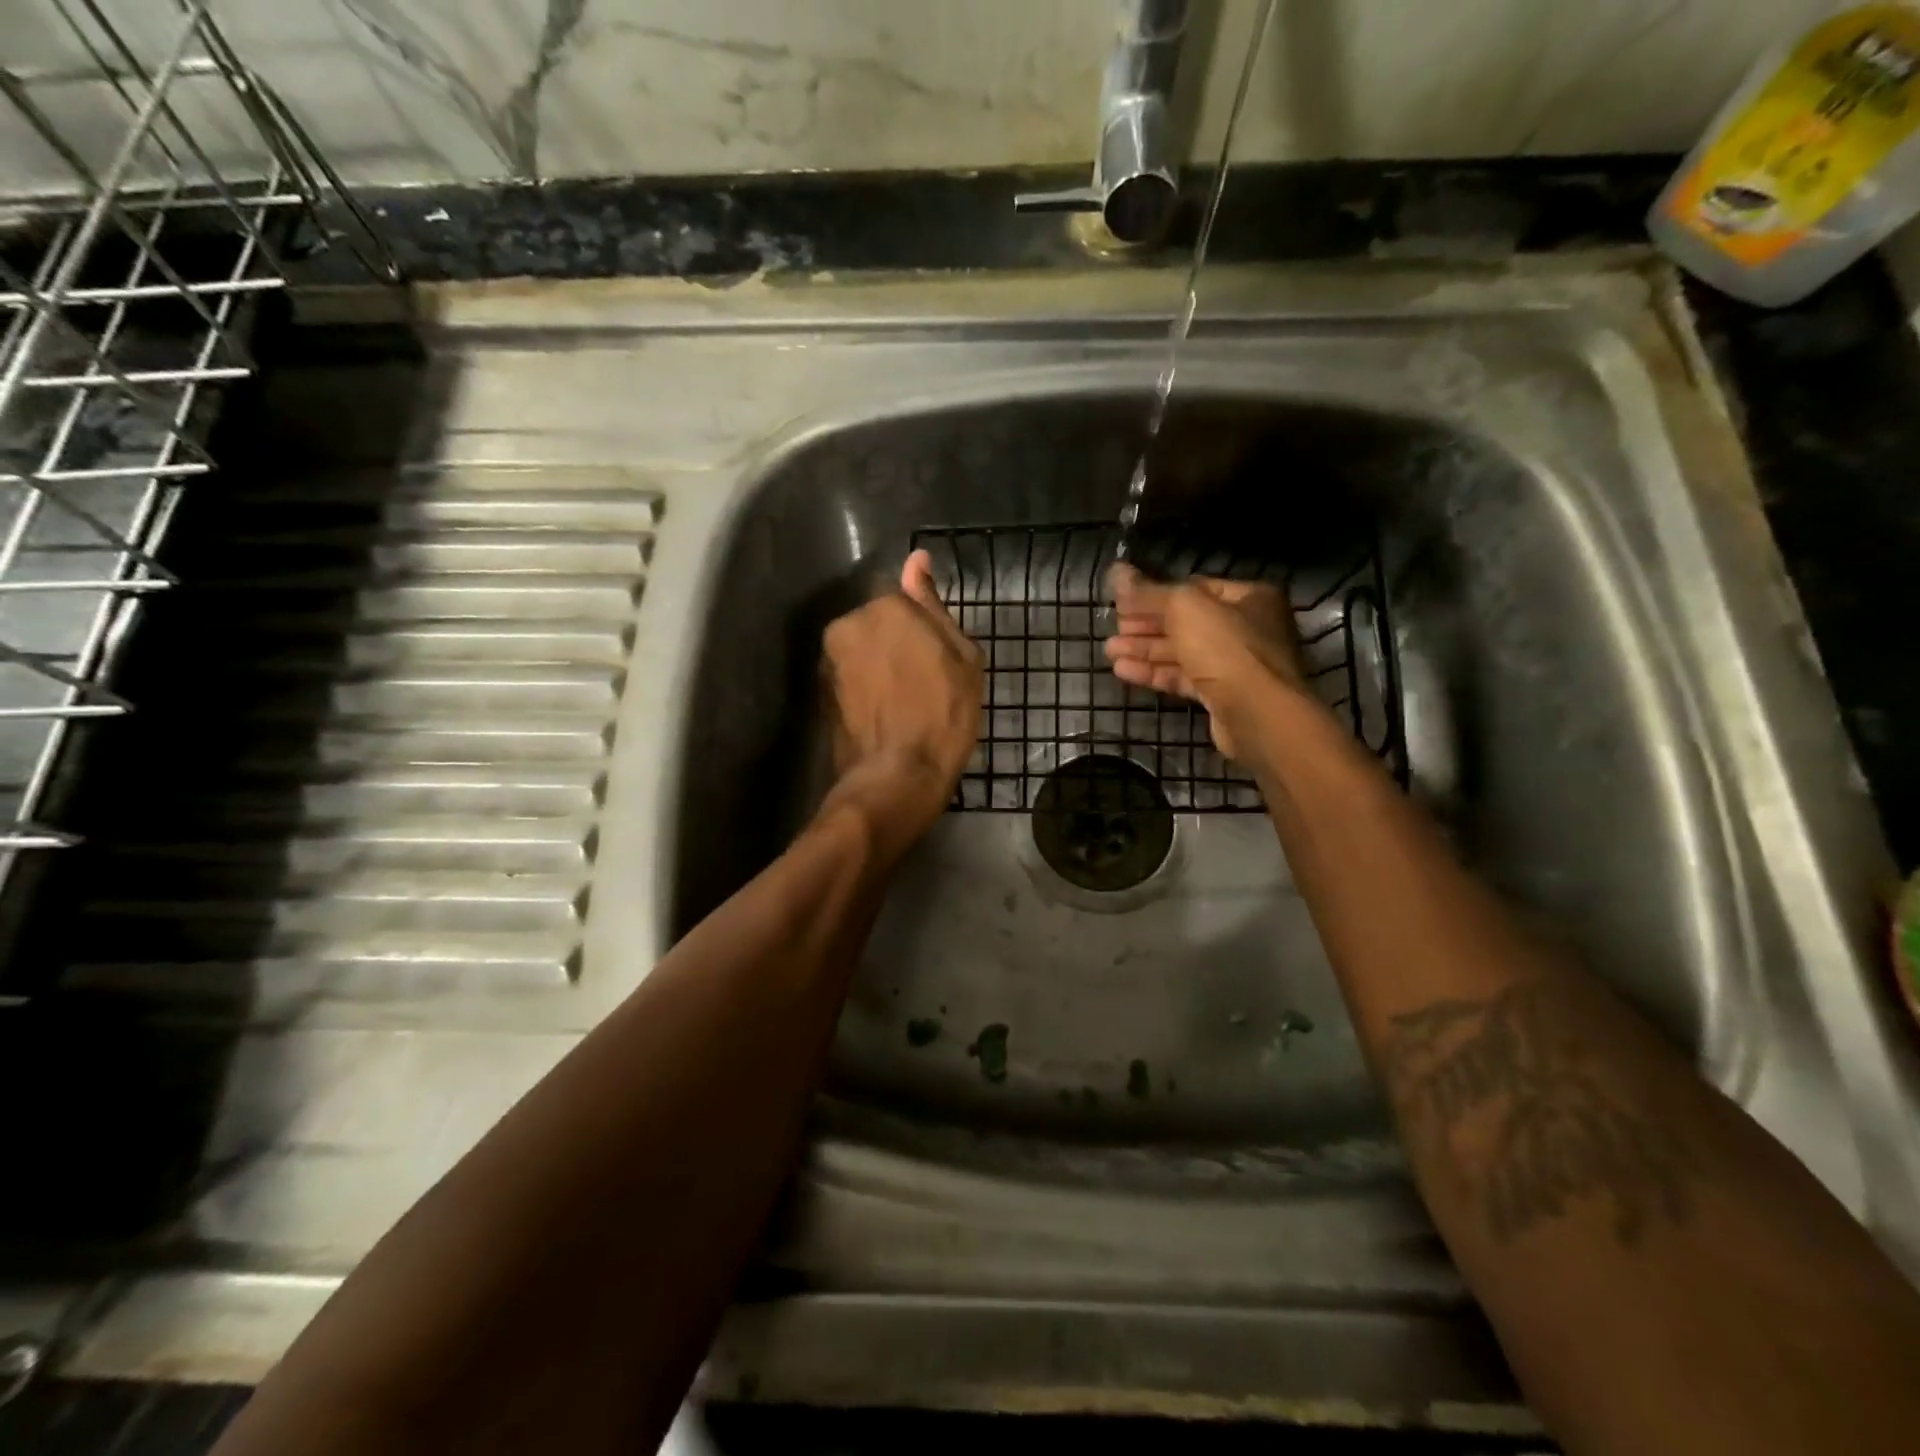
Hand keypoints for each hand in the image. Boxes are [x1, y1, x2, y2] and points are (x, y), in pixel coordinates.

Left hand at [820, 550, 983, 857]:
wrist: (896, 776)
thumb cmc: (943, 715)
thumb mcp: (961, 657)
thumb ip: (933, 605)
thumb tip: (916, 559)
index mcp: (886, 607)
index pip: (906, 602)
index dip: (924, 632)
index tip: (937, 660)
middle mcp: (848, 623)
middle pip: (879, 624)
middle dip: (896, 645)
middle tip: (923, 683)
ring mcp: (829, 659)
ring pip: (863, 651)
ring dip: (879, 667)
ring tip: (903, 704)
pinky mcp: (819, 690)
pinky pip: (850, 678)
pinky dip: (864, 689)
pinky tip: (884, 715)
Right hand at [1103, 563, 1307, 762]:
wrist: (1257, 714)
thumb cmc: (1226, 648)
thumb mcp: (1184, 608)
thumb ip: (1149, 592)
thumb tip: (1118, 572)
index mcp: (1248, 597)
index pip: (1193, 588)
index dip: (1155, 594)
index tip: (1122, 603)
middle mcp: (1246, 628)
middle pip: (1186, 621)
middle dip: (1146, 625)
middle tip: (1113, 629)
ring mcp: (1235, 664)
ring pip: (1182, 652)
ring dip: (1144, 650)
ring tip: (1109, 651)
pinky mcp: (1221, 695)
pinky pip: (1184, 678)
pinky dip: (1155, 673)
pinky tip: (1123, 672)